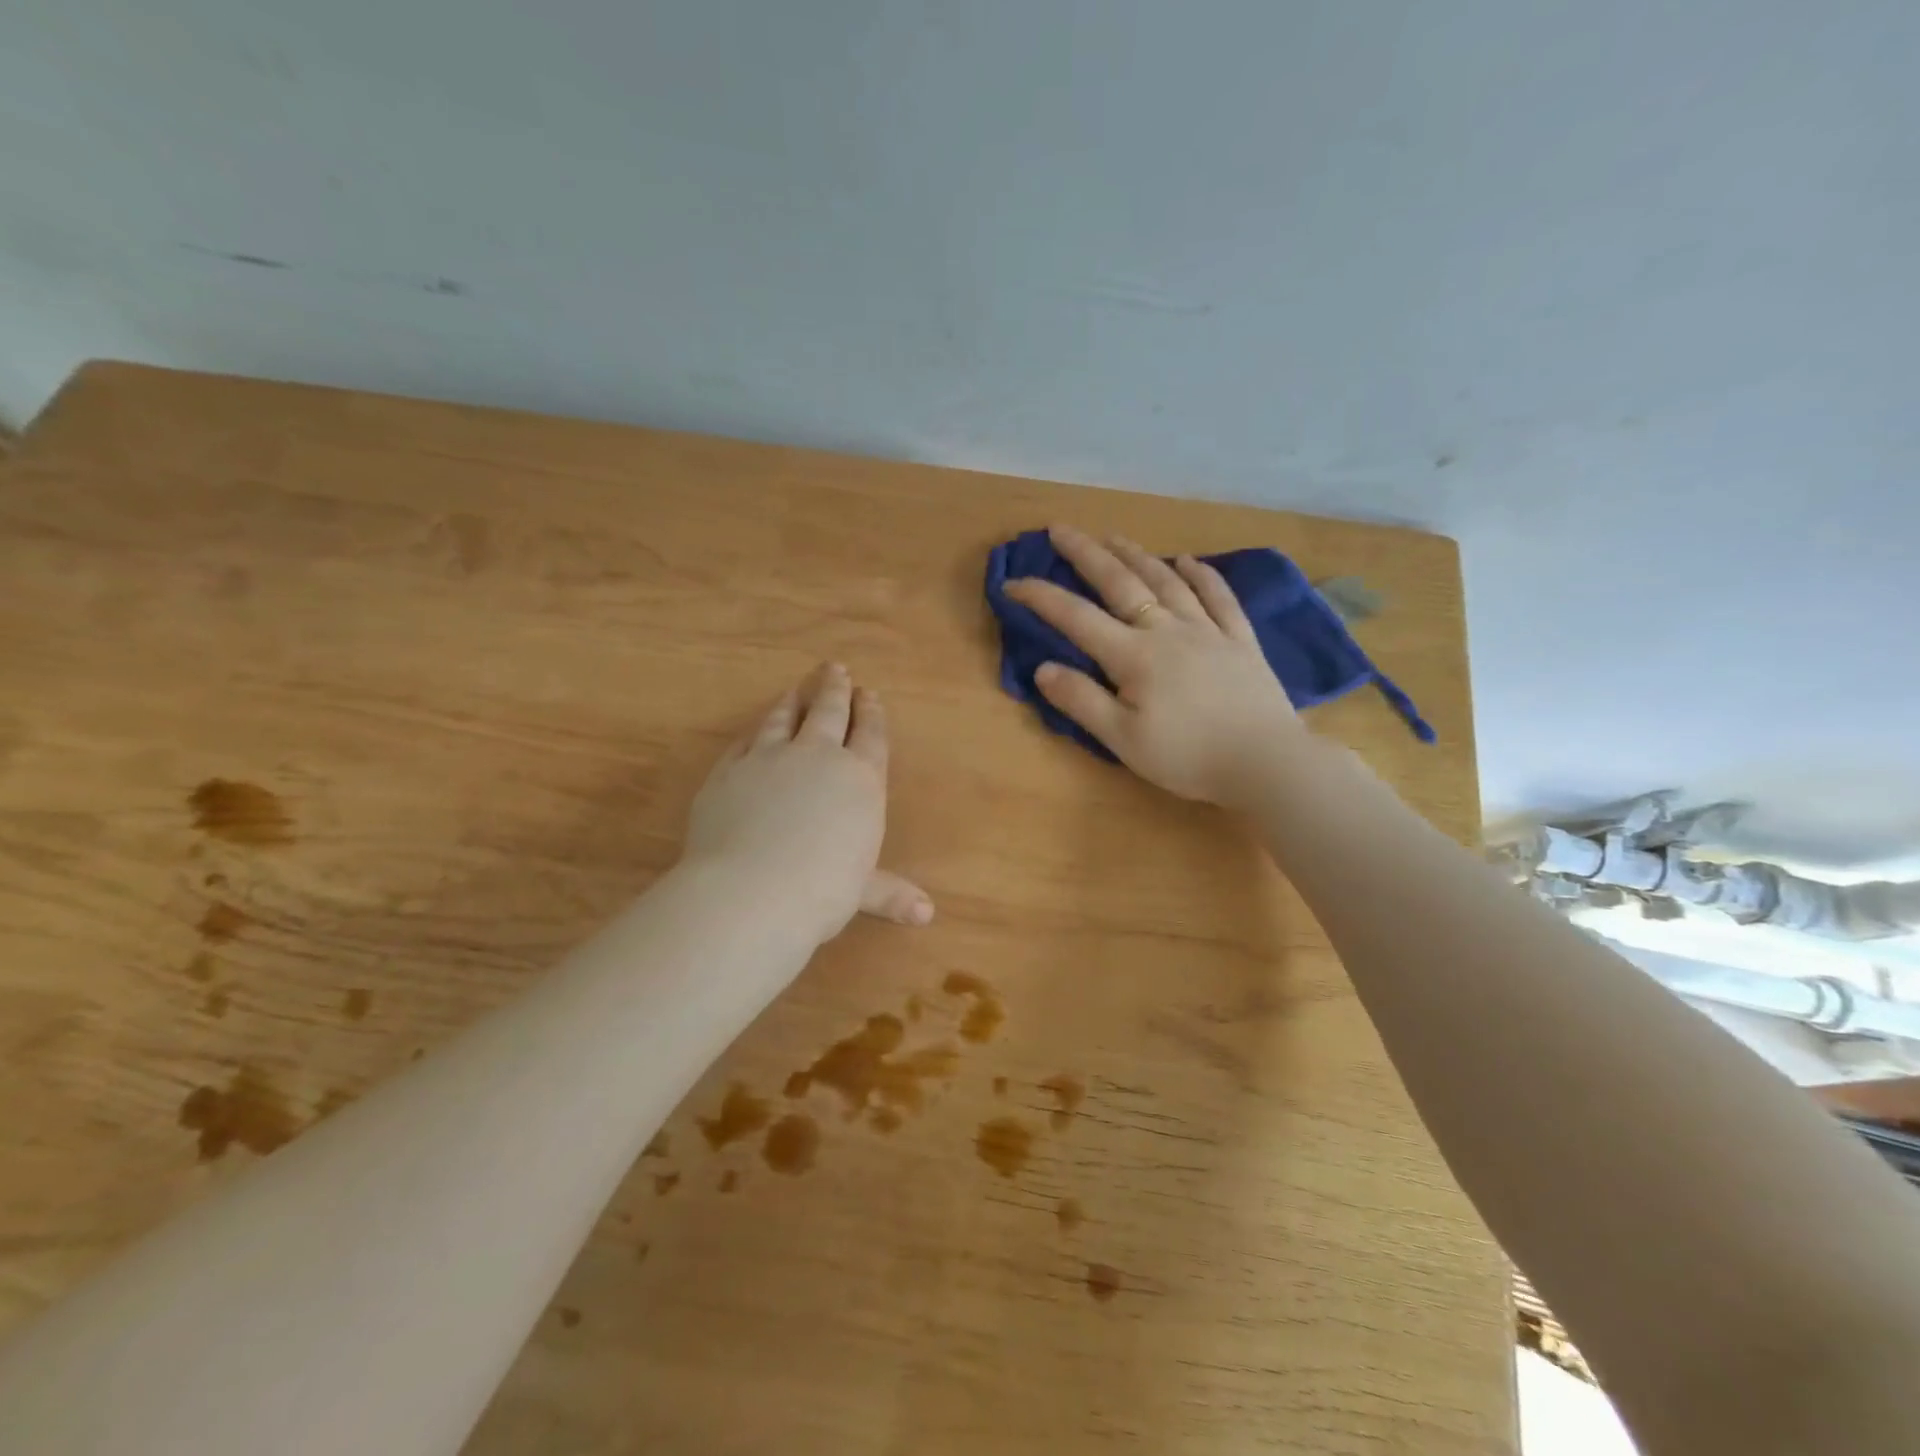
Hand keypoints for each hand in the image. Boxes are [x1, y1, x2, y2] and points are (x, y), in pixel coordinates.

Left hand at [682, 664, 932, 945]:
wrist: (752, 890)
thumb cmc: (823, 890)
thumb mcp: (862, 891)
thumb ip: (891, 893)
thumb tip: (927, 915)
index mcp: (859, 779)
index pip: (870, 735)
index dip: (871, 713)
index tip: (869, 693)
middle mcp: (817, 757)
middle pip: (829, 712)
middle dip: (835, 689)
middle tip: (835, 669)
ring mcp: (769, 758)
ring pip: (783, 718)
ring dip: (793, 700)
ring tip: (796, 688)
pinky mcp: (728, 770)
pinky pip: (744, 741)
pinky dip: (754, 731)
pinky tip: (755, 729)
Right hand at [1003, 524, 1303, 806]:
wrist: (1266, 762)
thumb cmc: (1187, 757)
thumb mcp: (1123, 739)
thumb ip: (1082, 701)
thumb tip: (1043, 668)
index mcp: (1134, 656)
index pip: (1076, 618)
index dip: (1041, 598)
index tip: (1012, 583)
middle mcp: (1167, 630)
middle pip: (1121, 583)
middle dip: (1087, 554)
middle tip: (1061, 530)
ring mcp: (1207, 631)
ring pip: (1167, 582)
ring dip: (1137, 555)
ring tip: (1114, 536)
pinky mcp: (1240, 641)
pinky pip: (1219, 597)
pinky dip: (1202, 575)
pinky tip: (1189, 560)